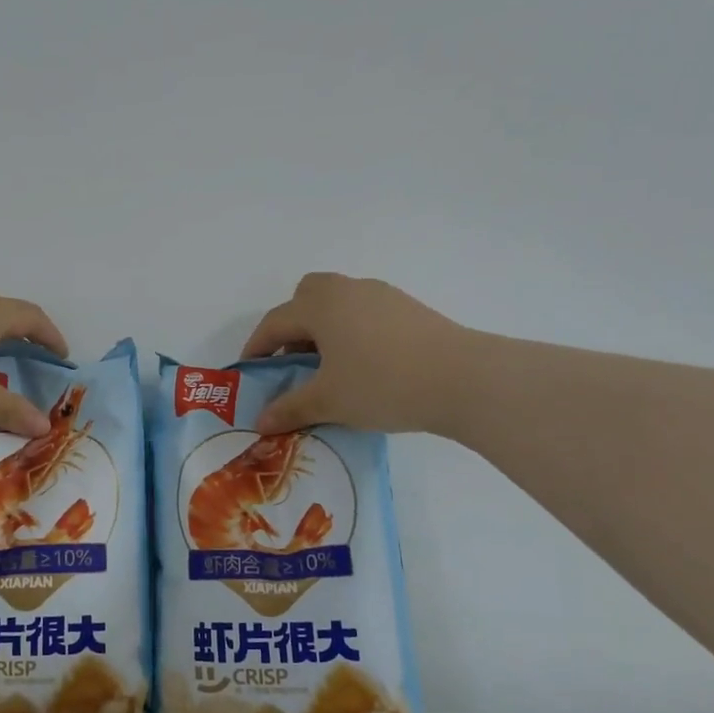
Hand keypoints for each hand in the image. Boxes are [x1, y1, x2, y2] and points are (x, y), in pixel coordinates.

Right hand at [241, 273, 471, 435]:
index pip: (275, 322)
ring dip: (323, 330)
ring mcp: (382, 296)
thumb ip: (290, 408)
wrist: (463, 379)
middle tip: (293, 364)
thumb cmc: (382, 384)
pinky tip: (365, 367)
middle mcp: (347, 290)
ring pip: (339, 304)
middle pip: (306, 296)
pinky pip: (365, 313)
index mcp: (320, 305)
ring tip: (330, 370)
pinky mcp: (408, 309)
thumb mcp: (329, 401)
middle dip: (292, 327)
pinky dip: (352, 333)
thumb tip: (260, 422)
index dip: (257, 348)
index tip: (251, 374)